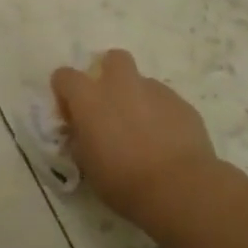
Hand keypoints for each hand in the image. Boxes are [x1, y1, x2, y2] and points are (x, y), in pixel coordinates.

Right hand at [52, 50, 219, 232]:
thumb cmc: (123, 181)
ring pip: (142, 83)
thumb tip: (84, 130)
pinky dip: (162, 115)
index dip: (66, 94)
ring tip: (144, 133)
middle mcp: (121, 85)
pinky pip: (166, 102)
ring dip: (138, 99)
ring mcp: (155, 91)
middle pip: (113, 59)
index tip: (73, 117)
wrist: (179, 188)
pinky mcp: (182, 104)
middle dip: (110, 75)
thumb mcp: (87, 165)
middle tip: (112, 106)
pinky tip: (167, 142)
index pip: (64, 76)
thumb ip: (81, 139)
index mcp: (89, 98)